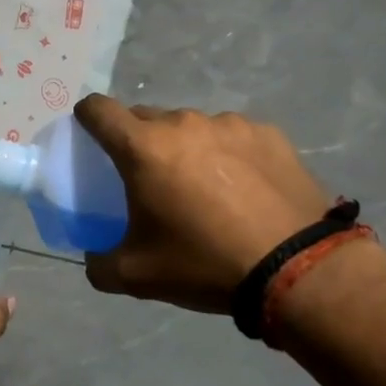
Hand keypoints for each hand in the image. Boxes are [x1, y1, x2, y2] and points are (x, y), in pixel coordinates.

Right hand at [75, 94, 330, 312]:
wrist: (298, 270)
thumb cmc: (204, 264)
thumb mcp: (136, 276)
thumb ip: (99, 263)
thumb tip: (92, 258)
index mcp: (143, 147)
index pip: (98, 109)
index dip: (86, 118)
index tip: (89, 136)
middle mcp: (183, 123)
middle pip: (145, 118)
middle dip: (139, 141)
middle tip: (150, 178)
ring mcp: (229, 124)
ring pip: (191, 127)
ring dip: (185, 148)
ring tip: (205, 188)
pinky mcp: (268, 134)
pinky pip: (233, 137)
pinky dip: (227, 155)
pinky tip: (244, 189)